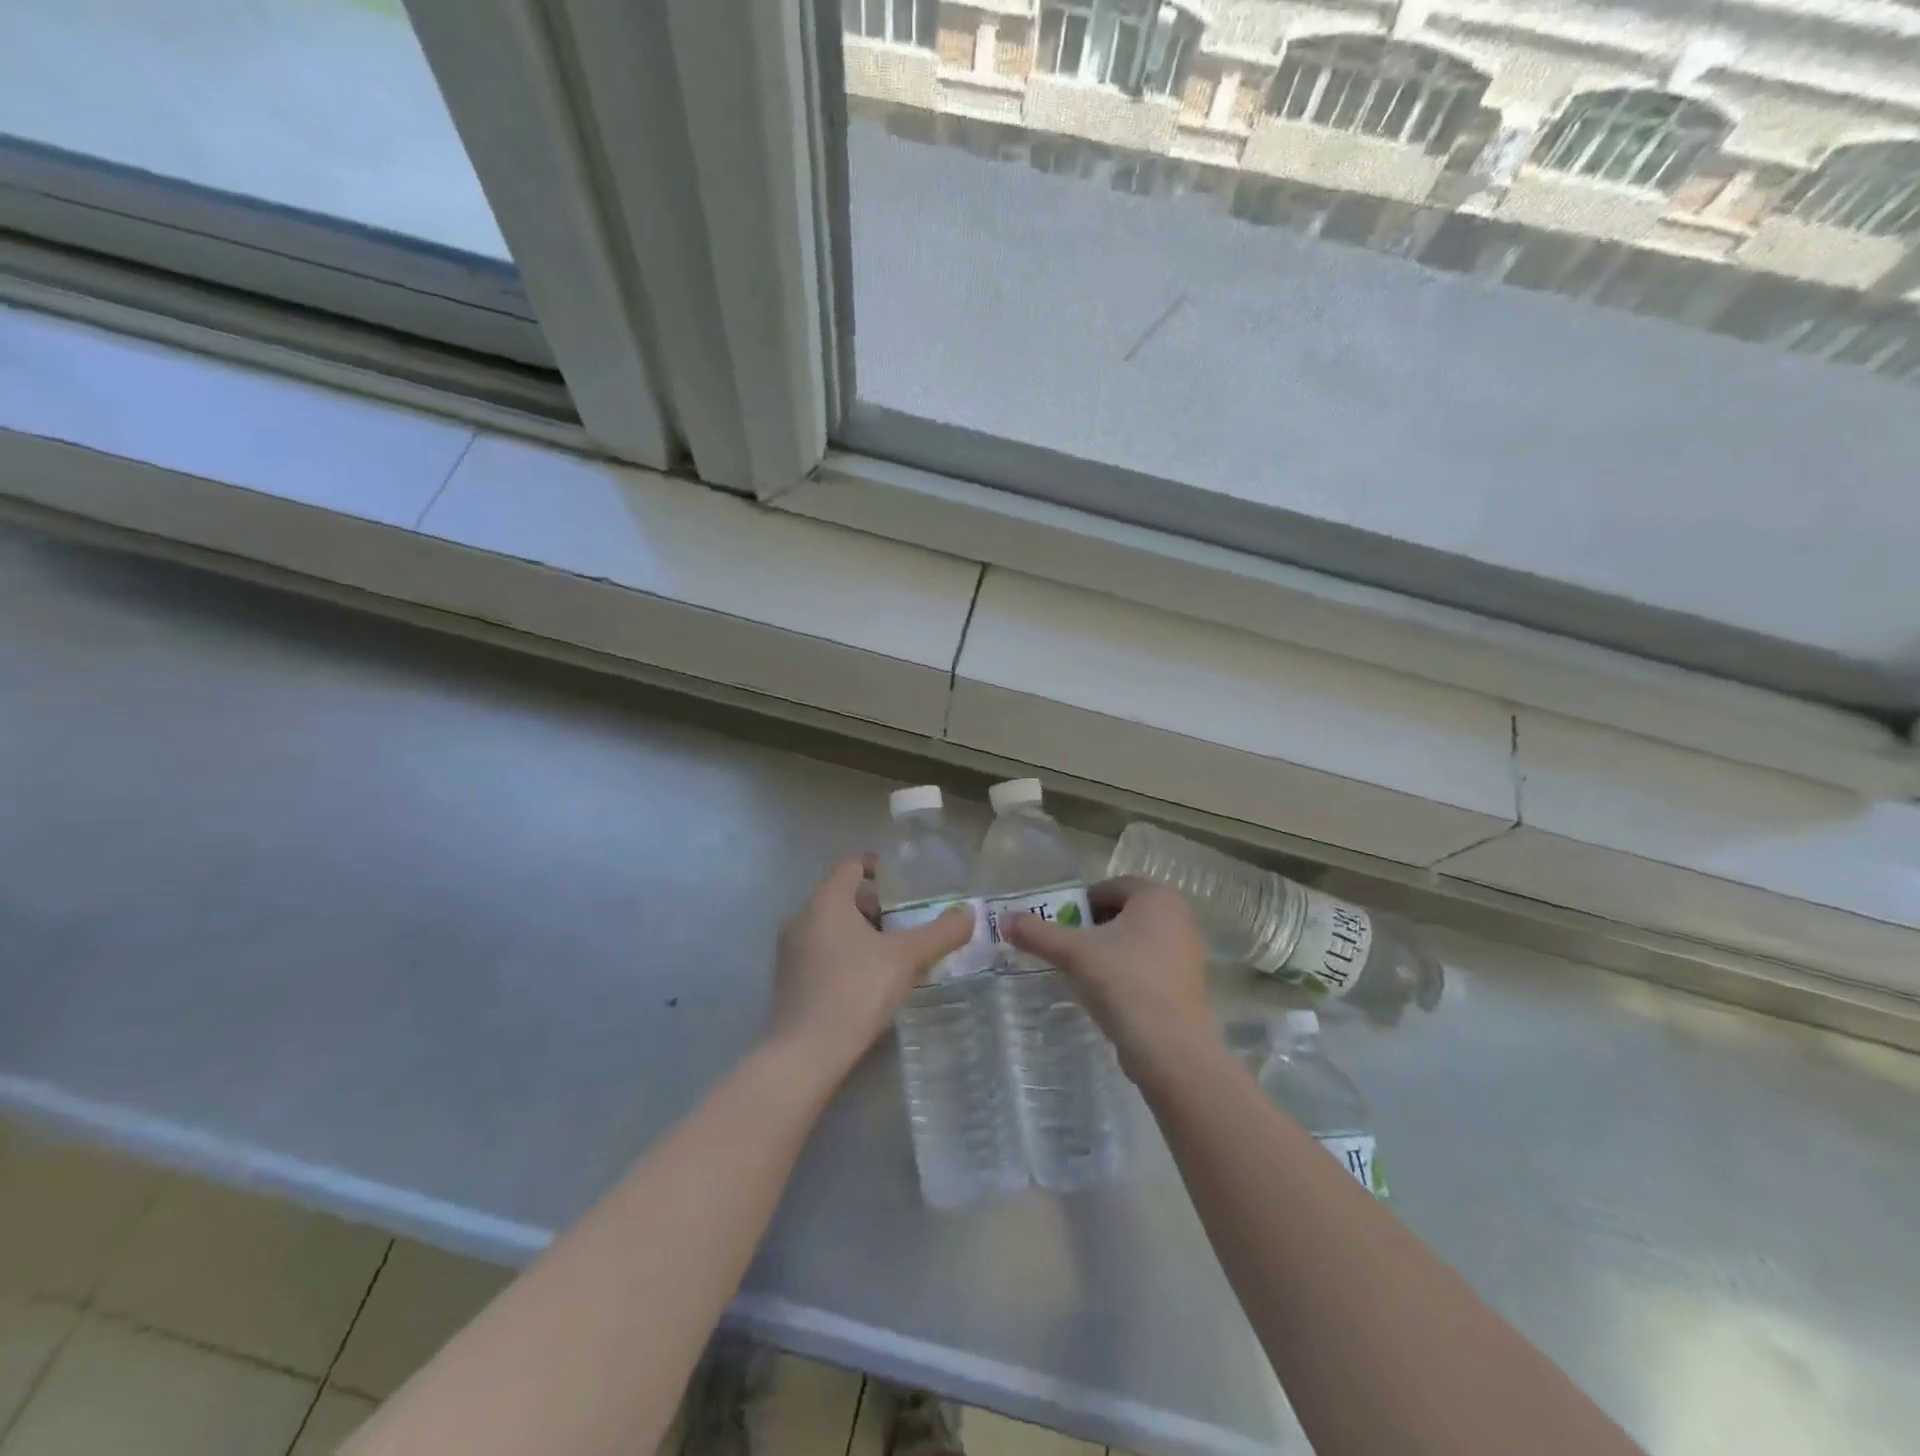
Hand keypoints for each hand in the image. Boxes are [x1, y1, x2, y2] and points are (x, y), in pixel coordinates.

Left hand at [767, 855, 974, 1081]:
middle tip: (906, 922)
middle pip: (842, 894)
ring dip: (860, 930)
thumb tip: (968, 913)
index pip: (851, 864)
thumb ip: (940, 933)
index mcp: (827, 900)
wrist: (806, 1053)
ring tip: (891, 952)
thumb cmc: (856, 991)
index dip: (878, 866)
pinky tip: (866, 979)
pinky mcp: (787, 977)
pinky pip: (820, 949)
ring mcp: (790, 948)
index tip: (903, 882)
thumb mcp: (907, 959)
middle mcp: (802, 916)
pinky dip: (843, 952)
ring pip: (830, 924)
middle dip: (875, 904)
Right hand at [1005, 878, 1214, 1081]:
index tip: (1060, 927)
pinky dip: (1127, 971)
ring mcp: (1188, 951)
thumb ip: (1037, 933)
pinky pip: (1149, 964)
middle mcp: (1179, 916)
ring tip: (1084, 973)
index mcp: (1156, 897)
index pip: (1109, 887)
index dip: (1080, 904)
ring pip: (1136, 940)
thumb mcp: (1074, 953)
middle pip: (1123, 912)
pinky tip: (1109, 995)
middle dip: (1093, 927)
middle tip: (1068, 949)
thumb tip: (1003, 919)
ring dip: (1108, 950)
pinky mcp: (1188, 983)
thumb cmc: (1125, 983)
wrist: (1171, 1050)